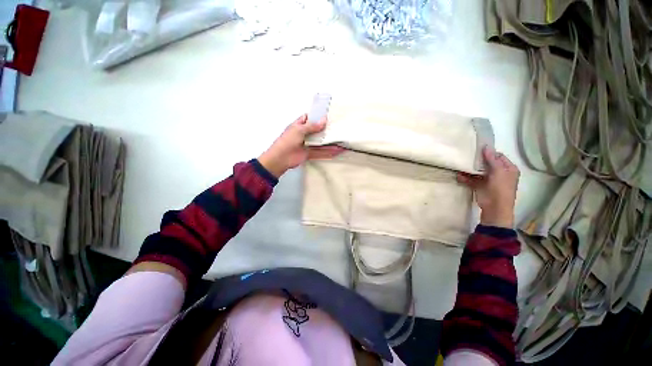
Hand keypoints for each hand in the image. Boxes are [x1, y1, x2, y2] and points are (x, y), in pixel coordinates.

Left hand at [258, 114, 344, 177]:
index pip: (308, 118)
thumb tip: (324, 120)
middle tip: (338, 126)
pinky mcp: (309, 153)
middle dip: (325, 129)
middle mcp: (304, 134)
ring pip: (320, 142)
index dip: (316, 116)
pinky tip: (337, 151)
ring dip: (329, 141)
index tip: (328, 114)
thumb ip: (312, 126)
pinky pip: (320, 152)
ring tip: (341, 140)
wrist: (281, 158)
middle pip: (316, 130)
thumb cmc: (287, 141)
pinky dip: (328, 152)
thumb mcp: (299, 130)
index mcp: (299, 125)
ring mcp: (307, 144)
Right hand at [457, 146, 519, 228]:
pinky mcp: (480, 187)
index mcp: (508, 169)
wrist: (495, 208)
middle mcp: (499, 173)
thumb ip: (492, 159)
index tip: (477, 150)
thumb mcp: (498, 172)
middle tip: (467, 156)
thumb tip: (486, 147)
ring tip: (461, 165)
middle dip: (477, 161)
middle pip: (487, 163)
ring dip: (470, 170)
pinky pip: (472, 180)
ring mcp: (489, 180)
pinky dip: (466, 178)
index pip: (498, 156)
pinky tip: (459, 176)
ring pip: (478, 172)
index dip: (489, 153)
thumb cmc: (500, 188)